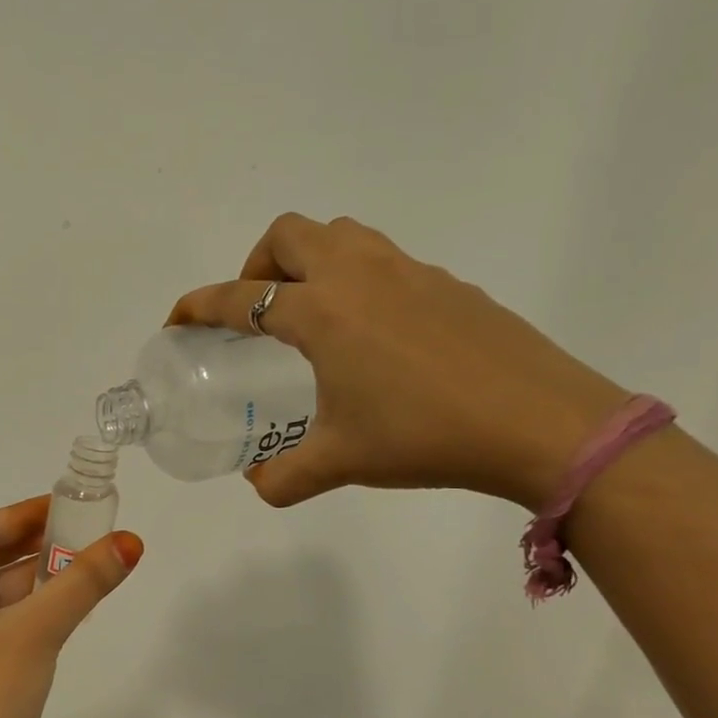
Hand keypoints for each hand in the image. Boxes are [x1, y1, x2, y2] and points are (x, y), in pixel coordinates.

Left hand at [0, 498, 143, 717]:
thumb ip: (83, 582)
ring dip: (29, 583)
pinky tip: (59, 614)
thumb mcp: (37, 631)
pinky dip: (21, 615)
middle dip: (28, 548)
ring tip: (78, 567)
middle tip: (78, 534)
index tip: (61, 506)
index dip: (19, 516)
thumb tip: (130, 541)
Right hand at [169, 214, 630, 510]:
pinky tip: (371, 335)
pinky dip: (356, 279)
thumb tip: (259, 483)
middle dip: (255, 262)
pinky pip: (383, 260)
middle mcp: (359, 276)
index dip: (199, 306)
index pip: (240, 296)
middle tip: (254, 311)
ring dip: (308, 259)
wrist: (540, 424)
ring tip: (307, 312)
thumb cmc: (424, 436)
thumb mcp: (340, 462)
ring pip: (341, 234)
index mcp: (322, 313)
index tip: (177, 319)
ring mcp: (409, 272)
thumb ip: (284, 477)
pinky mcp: (447, 284)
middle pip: (290, 234)